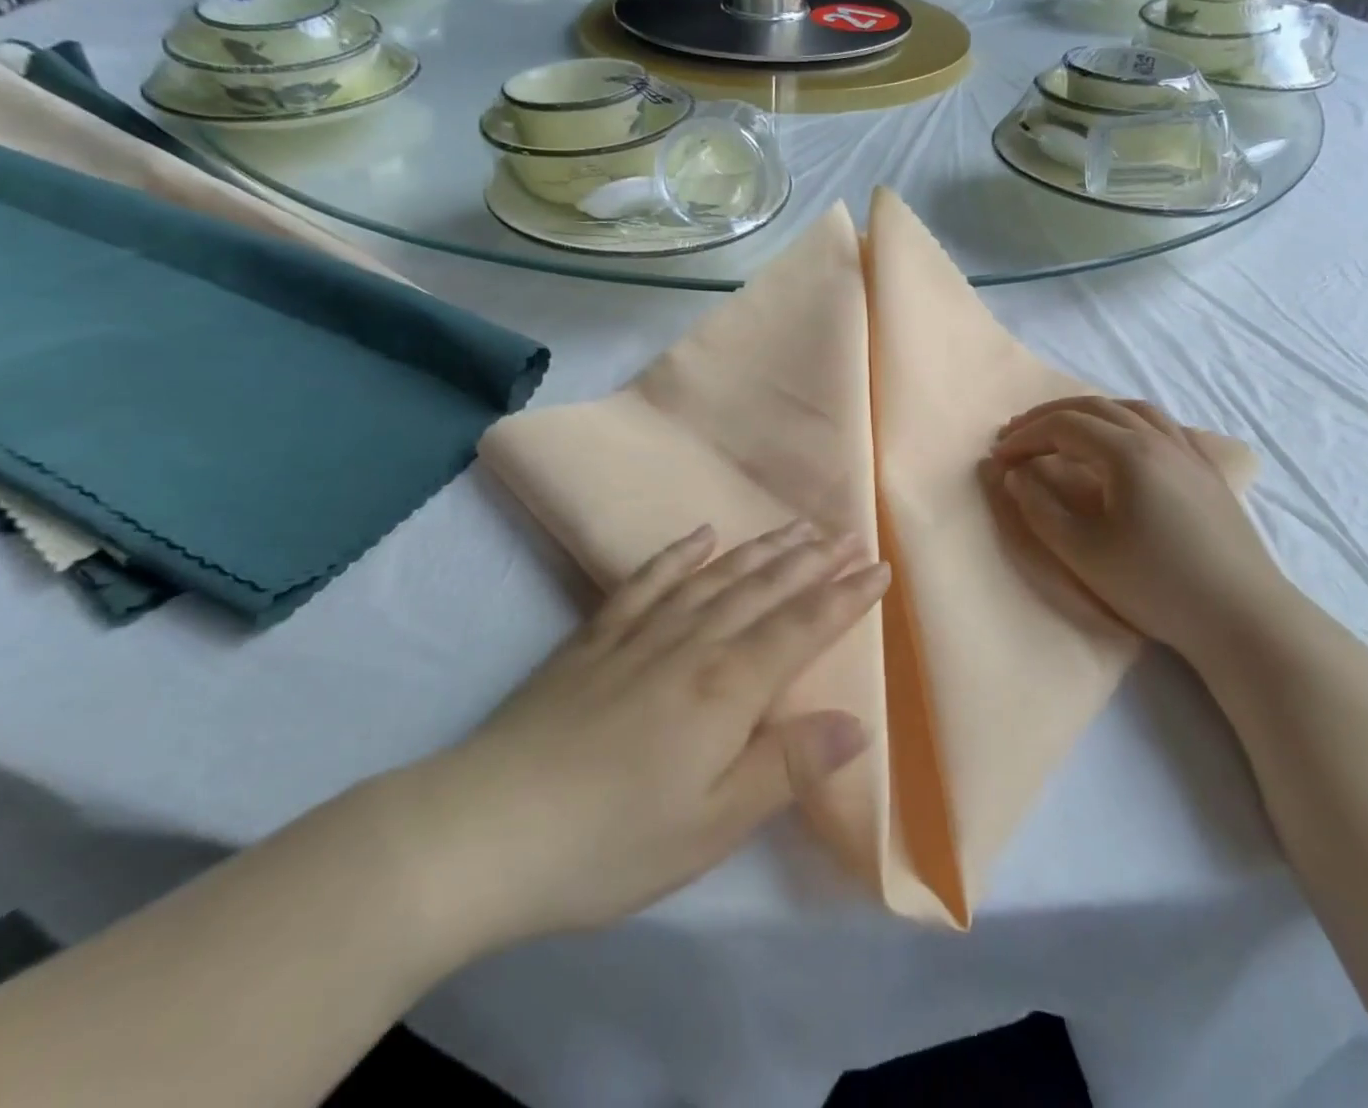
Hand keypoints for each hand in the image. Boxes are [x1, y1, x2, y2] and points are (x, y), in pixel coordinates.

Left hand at [380, 522, 887, 958]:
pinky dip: (678, 554)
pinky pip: (647, 581)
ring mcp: (640, 634)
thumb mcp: (713, 824)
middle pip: (764, 590)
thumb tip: (856, 723)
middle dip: (812, 561)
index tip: (880, 568)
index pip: (802, 628)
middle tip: (847, 532)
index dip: (845, 597)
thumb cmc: (612, 840)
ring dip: (760, 550)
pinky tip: (700, 537)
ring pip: (716, 577)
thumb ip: (787, 767)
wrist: (488, 827)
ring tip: (794, 527)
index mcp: (727, 688)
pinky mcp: (596, 638)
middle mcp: (692, 644)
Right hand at [987, 397, 1289, 663]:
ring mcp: (1189, 452)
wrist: (1241, 617)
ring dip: (1089, 412)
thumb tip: (1014, 475)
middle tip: (1016, 434)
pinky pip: (1163, 425)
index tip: (998, 458)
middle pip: (1095, 407)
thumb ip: (1039, 508)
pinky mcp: (1208, 471)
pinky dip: (1128, 420)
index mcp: (1128, 453)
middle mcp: (1160, 439)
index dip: (1025, 437)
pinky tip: (1124, 439)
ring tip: (1063, 429)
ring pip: (1132, 409)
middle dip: (1049, 417)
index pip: (1064, 426)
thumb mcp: (1082, 552)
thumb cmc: (1155, 585)